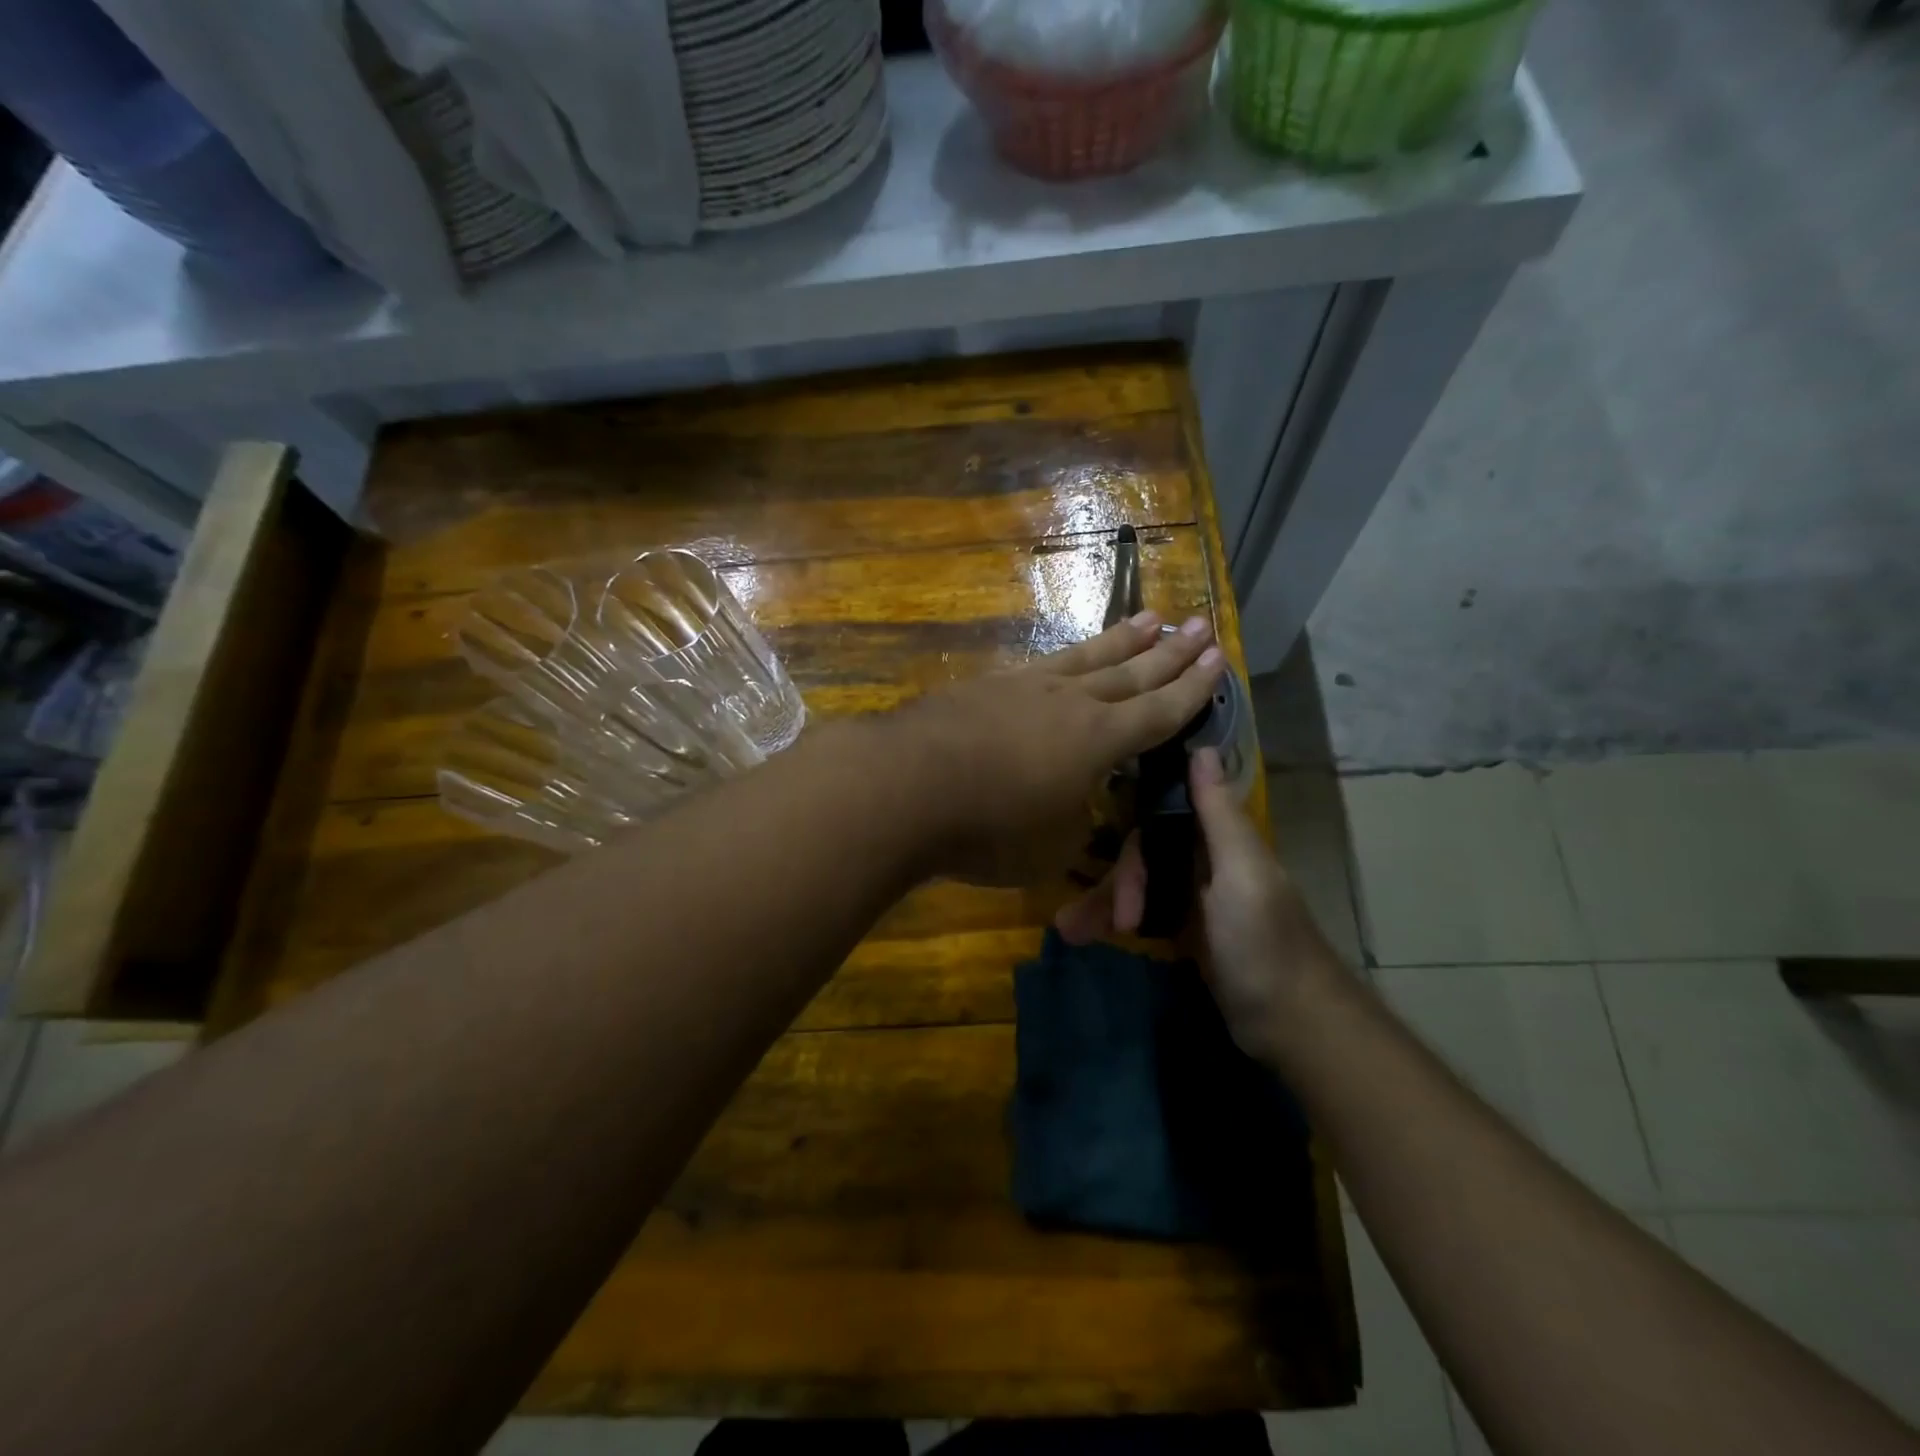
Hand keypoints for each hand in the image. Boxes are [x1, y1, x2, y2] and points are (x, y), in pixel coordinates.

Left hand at [896, 612, 1225, 884]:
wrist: (904, 785)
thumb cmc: (988, 827)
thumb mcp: (1051, 846)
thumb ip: (1076, 822)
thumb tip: (1077, 803)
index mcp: (1099, 740)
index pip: (1159, 711)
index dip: (1192, 689)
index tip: (1219, 658)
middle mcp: (1069, 702)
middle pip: (1131, 672)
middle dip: (1170, 652)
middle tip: (1201, 624)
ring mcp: (1025, 686)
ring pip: (1087, 657)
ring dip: (1122, 639)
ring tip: (1151, 616)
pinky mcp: (986, 686)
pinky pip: (1042, 664)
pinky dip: (1067, 657)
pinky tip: (1066, 656)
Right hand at [1057, 747, 1342, 1062]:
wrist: (1289, 1024)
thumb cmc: (1264, 942)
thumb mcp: (1241, 873)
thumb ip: (1218, 814)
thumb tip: (1202, 747)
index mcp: (1220, 839)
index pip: (1161, 812)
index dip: (1132, 825)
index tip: (1101, 848)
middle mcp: (1204, 859)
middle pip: (1143, 851)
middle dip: (1117, 881)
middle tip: (1105, 922)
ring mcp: (1192, 896)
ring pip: (1136, 883)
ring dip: (1103, 904)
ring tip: (1069, 931)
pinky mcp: (1183, 929)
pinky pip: (1139, 912)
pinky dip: (1112, 921)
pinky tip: (1084, 934)